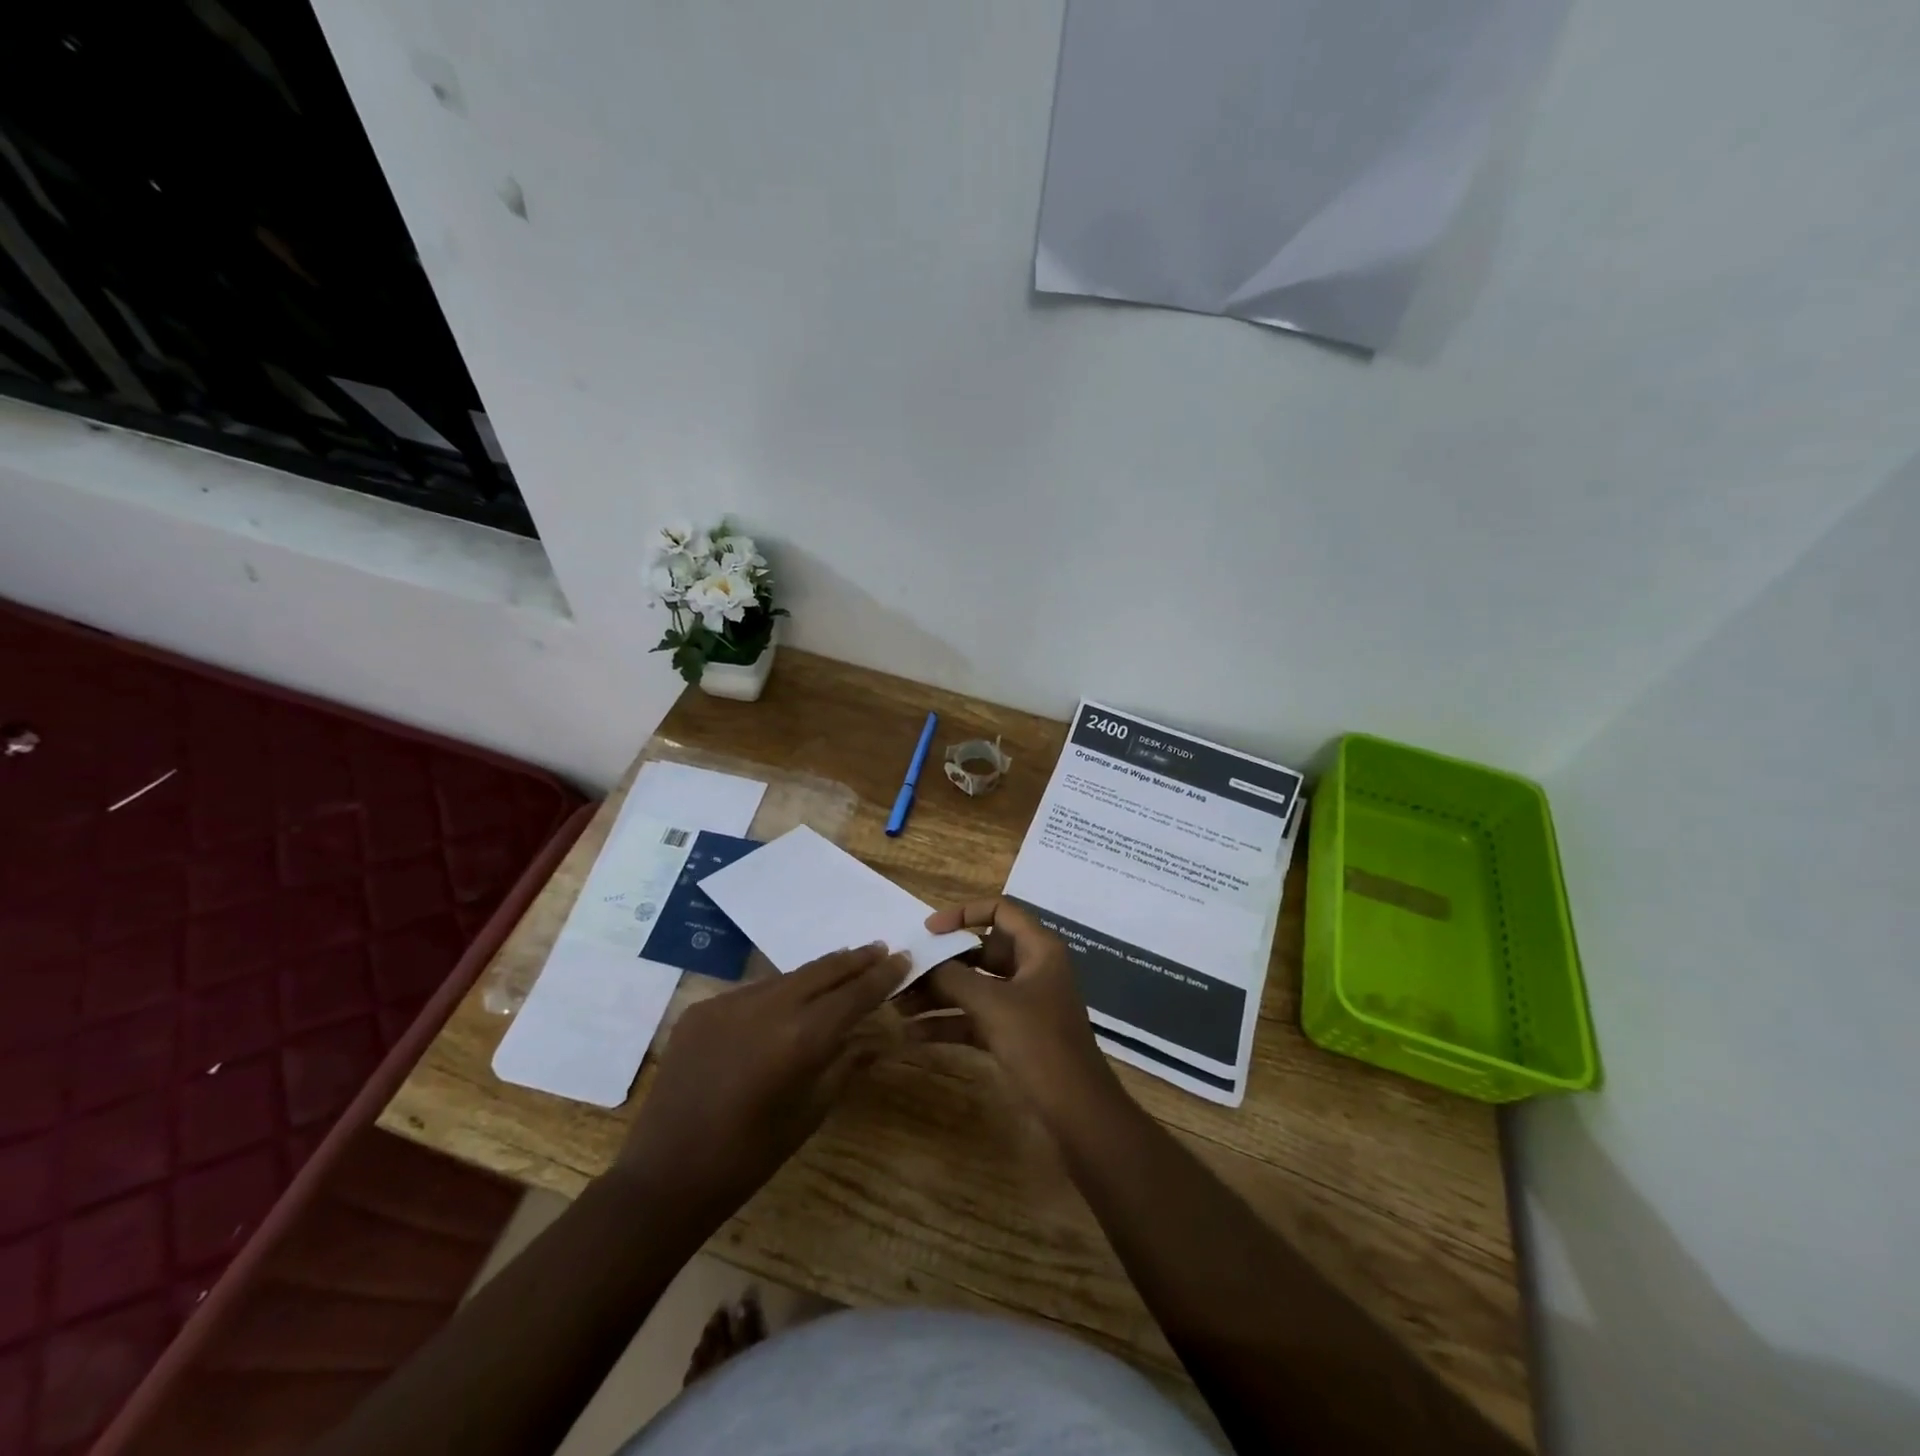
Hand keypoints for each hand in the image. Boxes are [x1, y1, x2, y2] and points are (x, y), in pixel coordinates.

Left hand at [612, 943, 908, 1223]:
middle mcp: (768, 1008)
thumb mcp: (810, 1110)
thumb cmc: (750, 1156)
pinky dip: (779, 992)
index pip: (854, 995)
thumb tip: (876, 1037)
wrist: (667, 1174)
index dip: (882, 976)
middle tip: (880, 948)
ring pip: (788, 977)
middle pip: (823, 971)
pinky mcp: (703, 1008)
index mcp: (801, 1038)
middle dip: (855, 959)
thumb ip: (845, 1063)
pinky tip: (789, 999)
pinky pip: (753, 992)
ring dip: (818, 972)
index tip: (904, 958)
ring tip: (843, 965)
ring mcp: (731, 1003)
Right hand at [905, 899, 1124, 1130]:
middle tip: (905, 973)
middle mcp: (1031, 969)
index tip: (928, 930)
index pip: (1000, 910)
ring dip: (938, 995)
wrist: (1076, 1111)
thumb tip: (923, 962)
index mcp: (1038, 949)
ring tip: (898, 1006)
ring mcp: (1023, 1003)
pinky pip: (975, 1018)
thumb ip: (953, 978)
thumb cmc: (1039, 1043)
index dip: (963, 913)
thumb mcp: (992, 1004)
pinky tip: (913, 1035)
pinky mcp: (1014, 1034)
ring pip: (974, 987)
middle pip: (981, 951)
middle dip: (942, 963)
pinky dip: (948, 1023)